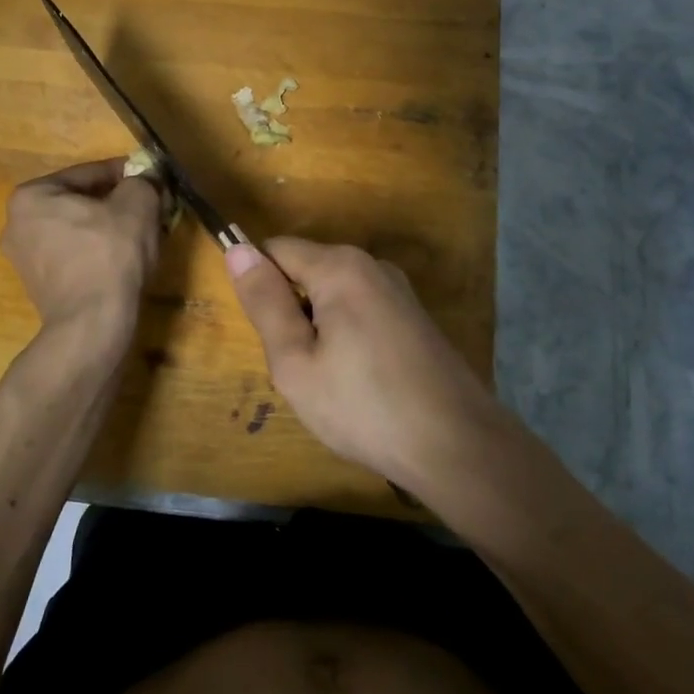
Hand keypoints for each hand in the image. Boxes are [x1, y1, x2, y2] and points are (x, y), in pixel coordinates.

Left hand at [2, 159, 162, 333]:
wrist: (92, 323)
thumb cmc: (110, 254)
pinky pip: (74, 255)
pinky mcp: (38, 287)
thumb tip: (146, 180)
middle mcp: (17, 224)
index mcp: (31, 196)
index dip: (126, 174)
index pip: (88, 173)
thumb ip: (142, 182)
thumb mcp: (137, 205)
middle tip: (149, 208)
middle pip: (80, 202)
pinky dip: (97, 252)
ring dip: (108, 228)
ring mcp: (24, 259)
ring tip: (141, 234)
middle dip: (116, 203)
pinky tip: (123, 260)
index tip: (151, 178)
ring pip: (78, 230)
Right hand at [225, 238, 504, 485]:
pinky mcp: (415, 317)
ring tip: (329, 380)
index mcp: (340, 267)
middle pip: (308, 271)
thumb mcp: (296, 362)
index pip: (276, 249)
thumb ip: (265, 303)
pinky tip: (360, 382)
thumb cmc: (363, 406)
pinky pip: (362, 311)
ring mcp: (400, 291)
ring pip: (334, 295)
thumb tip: (238, 250)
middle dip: (291, 311)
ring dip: (319, 328)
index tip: (264, 334)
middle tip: (298, 367)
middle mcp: (373, 266)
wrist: (455, 444)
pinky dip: (347, 337)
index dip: (258, 285)